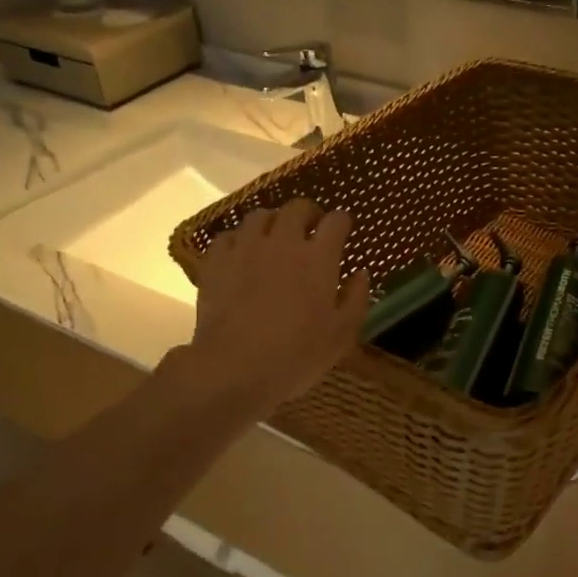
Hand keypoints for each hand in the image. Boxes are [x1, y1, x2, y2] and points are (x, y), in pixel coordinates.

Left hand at [173, 199, 369, 419]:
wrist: (234, 369)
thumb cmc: (297, 355)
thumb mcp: (342, 334)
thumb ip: (356, 298)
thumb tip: (361, 273)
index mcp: (318, 257)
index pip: (335, 221)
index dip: (342, 222)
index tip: (344, 230)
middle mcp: (283, 242)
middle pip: (297, 208)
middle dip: (309, 213)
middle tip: (312, 228)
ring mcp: (246, 248)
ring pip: (260, 216)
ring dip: (273, 222)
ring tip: (275, 238)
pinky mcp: (216, 262)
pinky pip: (228, 236)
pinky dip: (239, 240)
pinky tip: (242, 254)